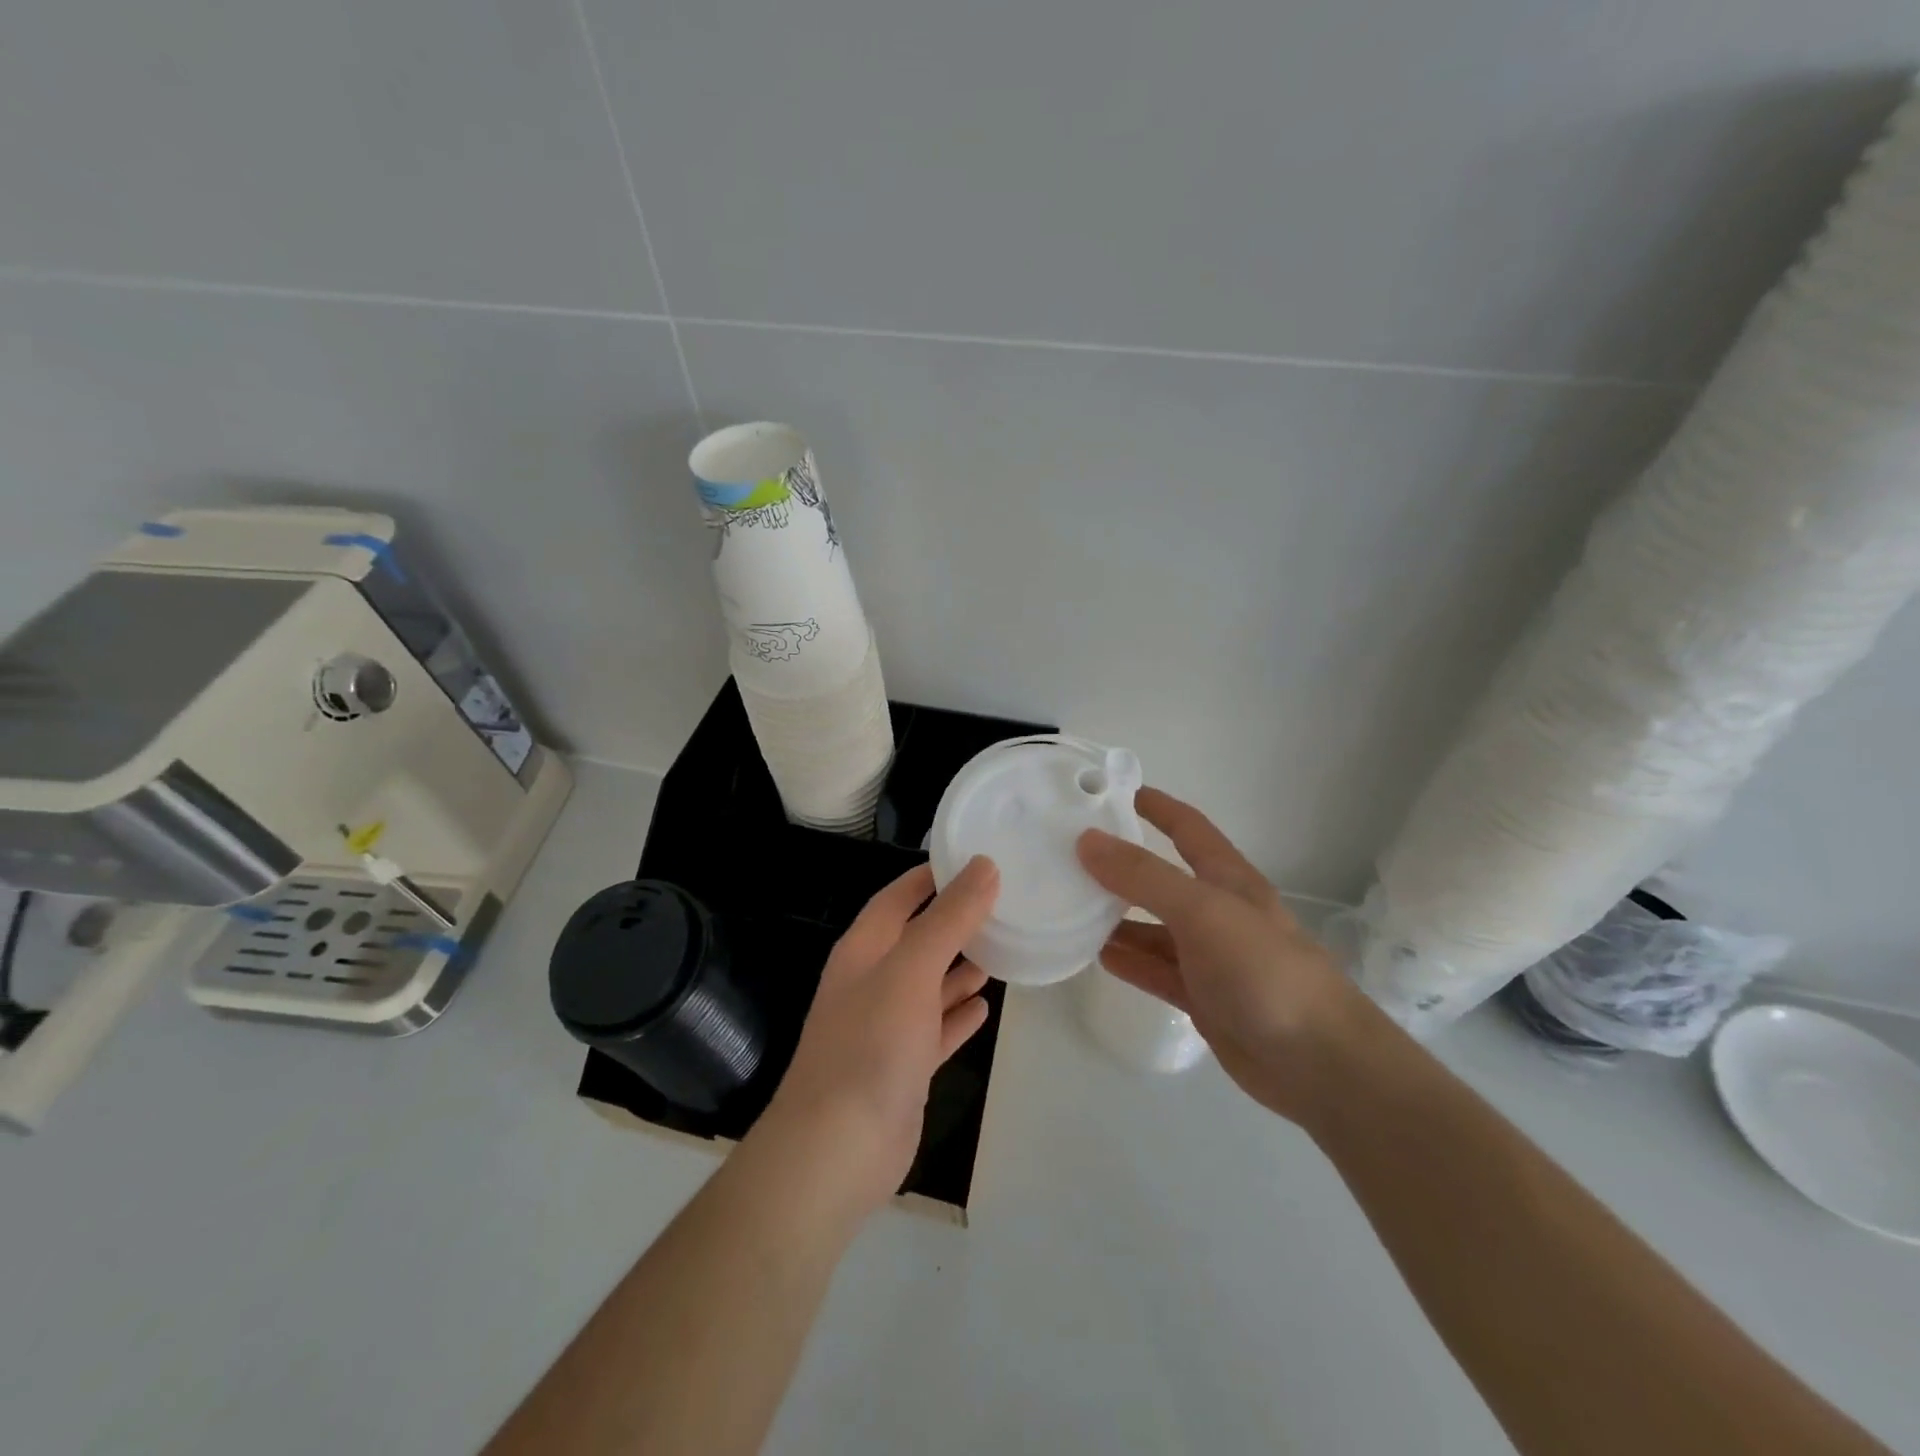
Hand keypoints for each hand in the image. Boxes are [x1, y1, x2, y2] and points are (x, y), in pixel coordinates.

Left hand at [756, 857, 999, 1218]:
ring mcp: (886, 1027)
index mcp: (864, 949)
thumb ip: (949, 918)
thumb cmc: (871, 1044)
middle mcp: (872, 981)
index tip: (977, 860)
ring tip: (1002, 948)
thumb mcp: (912, 969)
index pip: (899, 897)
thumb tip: (984, 865)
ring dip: (960, 968)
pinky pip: (936, 1030)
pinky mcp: (903, 1068)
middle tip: (1004, 904)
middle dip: (955, 921)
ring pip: (929, 984)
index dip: (933, 876)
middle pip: (917, 939)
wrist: (837, 1149)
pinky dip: (957, 1016)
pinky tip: (984, 1008)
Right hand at [1078, 788, 1374, 1124]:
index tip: (1112, 791)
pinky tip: (1096, 956)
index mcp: (1227, 879)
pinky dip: (1128, 960)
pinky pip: (1156, 970)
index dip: (1156, 806)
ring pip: (1153, 928)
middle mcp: (1217, 911)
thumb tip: (1087, 840)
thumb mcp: (1202, 911)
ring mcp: (1210, 957)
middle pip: (1162, 878)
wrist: (1318, 1063)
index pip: (1187, 827)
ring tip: (1069, 906)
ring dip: (1116, 917)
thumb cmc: (1264, 971)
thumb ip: (1144, 876)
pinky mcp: (1203, 998)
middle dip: (1121, 865)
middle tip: (1068, 856)